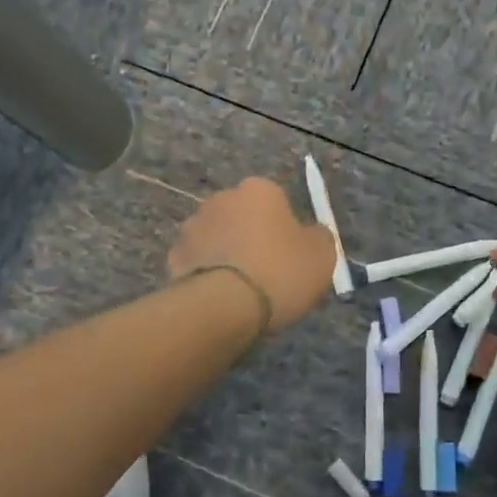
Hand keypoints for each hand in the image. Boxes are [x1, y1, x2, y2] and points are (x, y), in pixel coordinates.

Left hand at [167, 177, 335, 333]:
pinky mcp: (174, 257)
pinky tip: (219, 299)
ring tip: (242, 291)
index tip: (291, 256)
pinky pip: (198, 263)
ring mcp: (193, 226)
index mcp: (259, 190)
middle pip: (242, 217)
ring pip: (218, 238)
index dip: (286, 229)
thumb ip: (318, 237)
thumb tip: (311, 234)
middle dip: (251, 238)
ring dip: (227, 255)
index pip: (277, 201)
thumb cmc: (280, 272)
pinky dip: (207, 275)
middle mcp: (222, 198)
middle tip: (267, 273)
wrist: (224, 306)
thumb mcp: (322, 255)